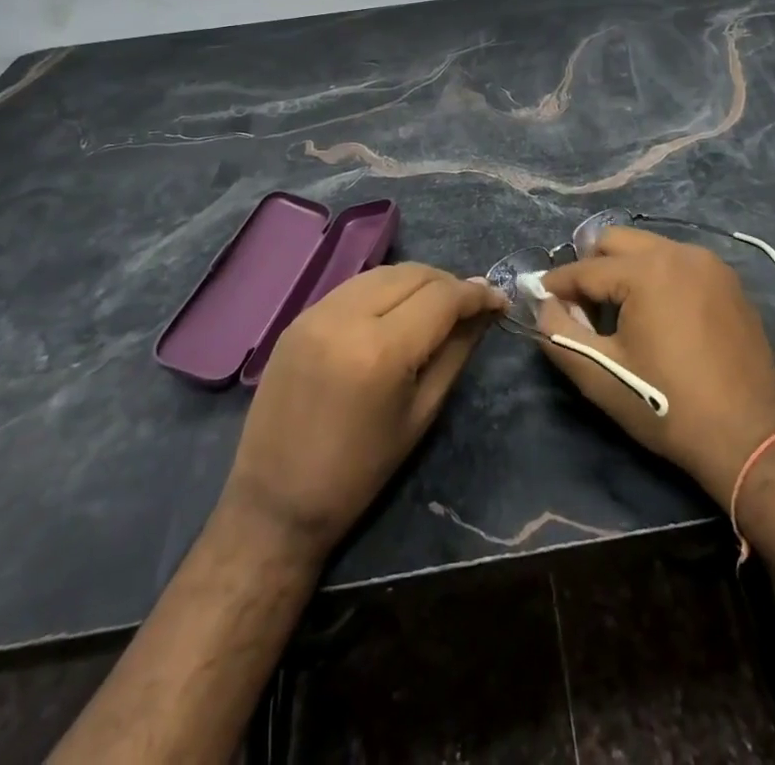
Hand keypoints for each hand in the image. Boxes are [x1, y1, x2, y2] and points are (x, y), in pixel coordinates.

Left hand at [222, 264, 504, 559]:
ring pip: (384, 272)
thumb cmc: (359, 471)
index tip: (499, 301)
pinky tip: (395, 312)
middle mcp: (346, 316)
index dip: (477, 294)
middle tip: (470, 308)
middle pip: (414, 273)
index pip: (442, 297)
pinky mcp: (299, 317)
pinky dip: (384, 289)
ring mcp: (316, 311)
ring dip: (418, 282)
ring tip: (436, 307)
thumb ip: (456, 352)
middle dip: (449, 284)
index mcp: (381, 350)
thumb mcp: (421, 413)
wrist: (275, 502)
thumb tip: (485, 310)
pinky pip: (355, 286)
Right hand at [537, 227, 774, 501]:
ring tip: (619, 313)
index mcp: (647, 271)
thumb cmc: (667, 406)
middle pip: (617, 241)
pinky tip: (658, 316)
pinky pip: (679, 263)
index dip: (557, 284)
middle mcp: (680, 253)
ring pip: (650, 249)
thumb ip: (560, 333)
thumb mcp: (601, 376)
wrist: (748, 438)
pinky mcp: (729, 282)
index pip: (585, 269)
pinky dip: (658, 278)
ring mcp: (710, 264)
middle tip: (582, 307)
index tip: (539, 297)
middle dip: (591, 267)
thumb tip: (544, 304)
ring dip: (625, 270)